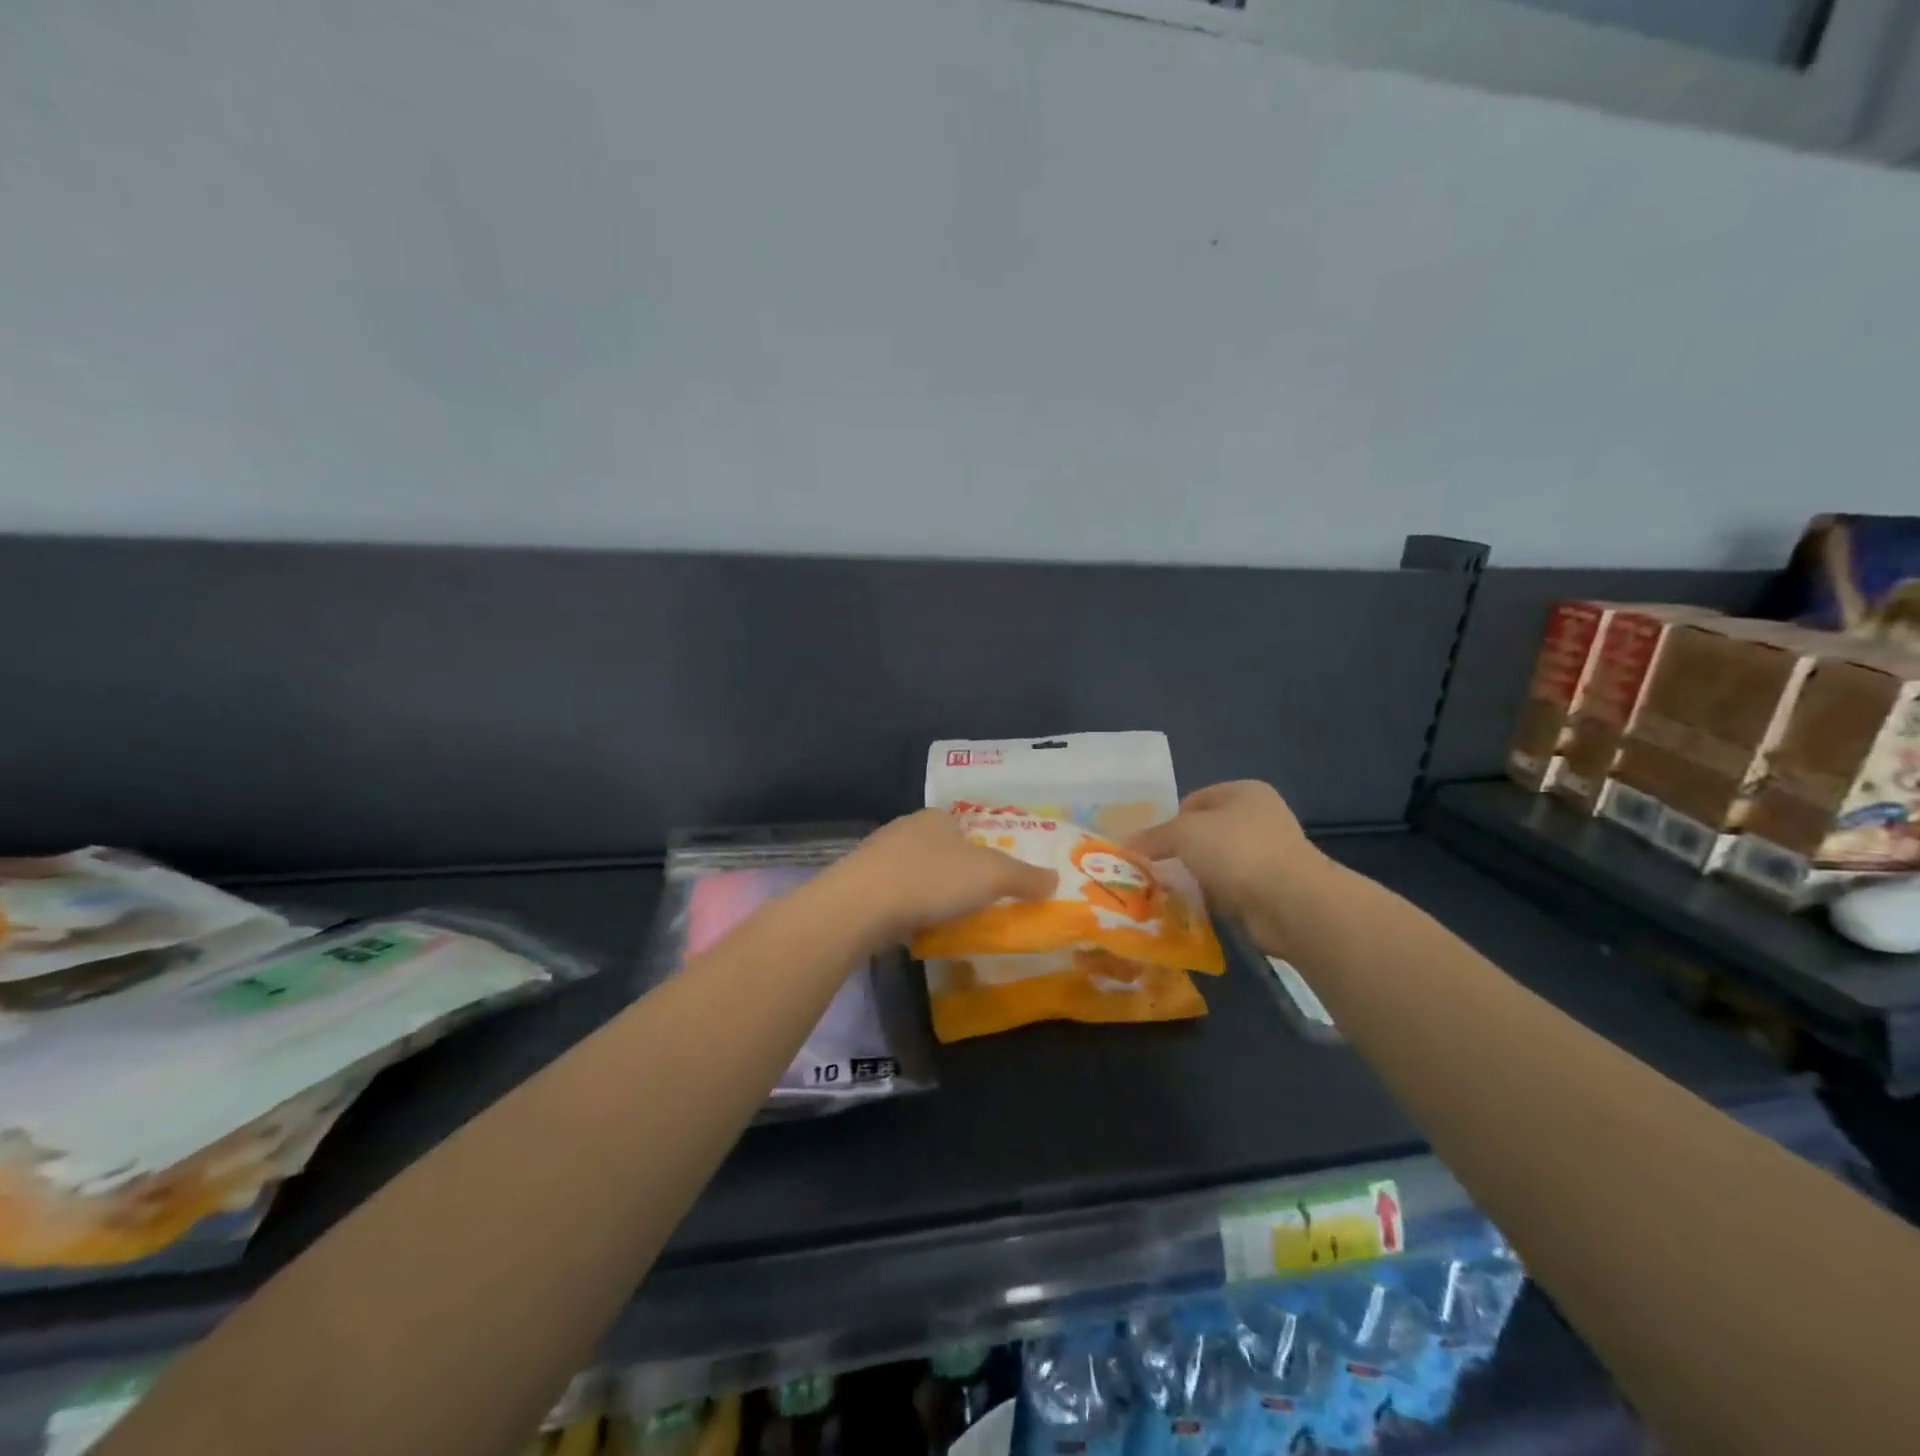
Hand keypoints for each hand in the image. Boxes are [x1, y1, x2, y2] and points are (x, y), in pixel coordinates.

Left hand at [831, 809, 1057, 947]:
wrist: (862, 904)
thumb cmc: (933, 879)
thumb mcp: (992, 876)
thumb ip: (1025, 877)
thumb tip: (1055, 878)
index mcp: (936, 817)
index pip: (965, 827)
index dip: (982, 849)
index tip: (993, 877)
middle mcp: (905, 828)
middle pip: (940, 849)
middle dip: (955, 872)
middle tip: (974, 901)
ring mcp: (878, 855)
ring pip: (914, 871)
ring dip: (929, 891)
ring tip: (947, 918)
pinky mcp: (859, 883)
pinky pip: (893, 894)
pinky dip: (907, 907)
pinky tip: (915, 927)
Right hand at [1127, 781, 1329, 954]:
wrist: (1290, 902)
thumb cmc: (1236, 851)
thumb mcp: (1183, 833)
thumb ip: (1153, 836)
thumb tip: (1126, 844)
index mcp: (1244, 791)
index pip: (1194, 800)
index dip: (1169, 821)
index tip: (1152, 846)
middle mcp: (1260, 816)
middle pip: (1206, 832)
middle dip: (1182, 851)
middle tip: (1158, 869)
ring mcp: (1270, 853)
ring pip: (1218, 862)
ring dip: (1198, 876)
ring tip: (1173, 891)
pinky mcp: (1273, 887)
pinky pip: (1232, 887)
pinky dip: (1216, 896)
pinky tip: (1199, 906)